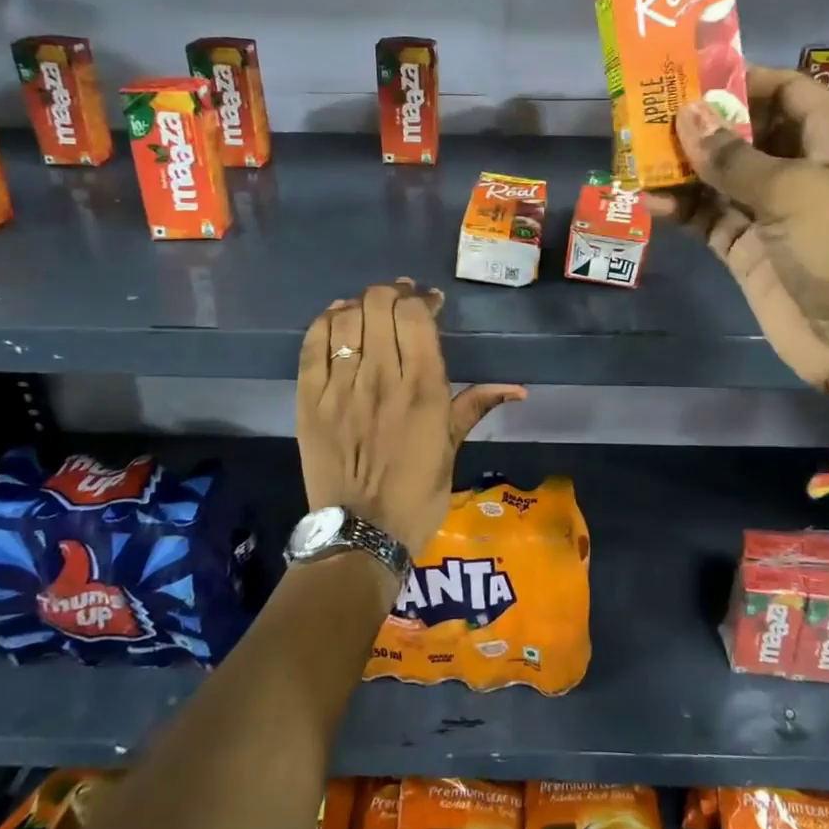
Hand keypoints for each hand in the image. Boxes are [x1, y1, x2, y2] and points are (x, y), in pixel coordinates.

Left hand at [296, 279, 524, 560]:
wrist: (361, 533)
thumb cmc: (417, 494)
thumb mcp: (452, 448)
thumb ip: (476, 406)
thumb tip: (519, 388)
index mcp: (423, 389)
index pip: (415, 315)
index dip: (421, 298)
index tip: (428, 302)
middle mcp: (382, 377)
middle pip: (379, 305)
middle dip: (391, 294)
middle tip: (398, 303)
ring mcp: (341, 387)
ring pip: (346, 318)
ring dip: (360, 305)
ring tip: (369, 311)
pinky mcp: (309, 400)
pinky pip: (312, 345)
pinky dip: (325, 322)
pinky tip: (338, 320)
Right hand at [651, 69, 828, 447]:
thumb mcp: (794, 191)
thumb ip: (732, 156)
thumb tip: (686, 114)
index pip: (780, 88)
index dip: (732, 81)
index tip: (678, 77)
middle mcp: (807, 164)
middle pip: (744, 131)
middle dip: (697, 126)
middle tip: (639, 116)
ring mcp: (777, 211)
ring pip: (721, 177)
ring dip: (682, 169)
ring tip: (632, 158)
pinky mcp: (753, 251)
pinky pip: (712, 219)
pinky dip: (683, 209)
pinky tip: (649, 200)